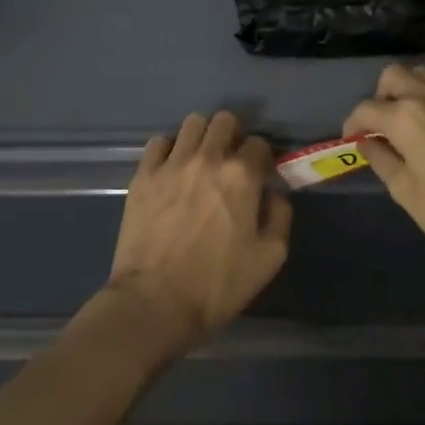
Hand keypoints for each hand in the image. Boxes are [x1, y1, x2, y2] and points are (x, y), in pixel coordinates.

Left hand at [106, 111, 291, 354]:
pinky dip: (169, 149)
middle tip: (230, 160)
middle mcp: (208, 158)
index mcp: (242, 175)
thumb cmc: (217, 285)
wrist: (155, 303)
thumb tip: (272, 193)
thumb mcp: (269, 259)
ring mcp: (172, 163)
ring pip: (192, 123)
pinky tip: (171, 170)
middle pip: (224, 121)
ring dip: (202, 136)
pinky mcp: (143, 175)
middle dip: (232, 135)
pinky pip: (158, 142)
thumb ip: (280, 216)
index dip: (262, 157)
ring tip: (200, 160)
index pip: (259, 143)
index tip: (259, 174)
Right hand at [344, 64, 424, 274]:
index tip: (352, 140)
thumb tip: (366, 141)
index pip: (367, 109)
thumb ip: (381, 160)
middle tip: (380, 127)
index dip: (353, 124)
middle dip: (380, 96)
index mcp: (406, 118)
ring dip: (406, 91)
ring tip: (407, 125)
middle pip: (393, 76)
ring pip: (421, 75)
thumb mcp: (406, 192)